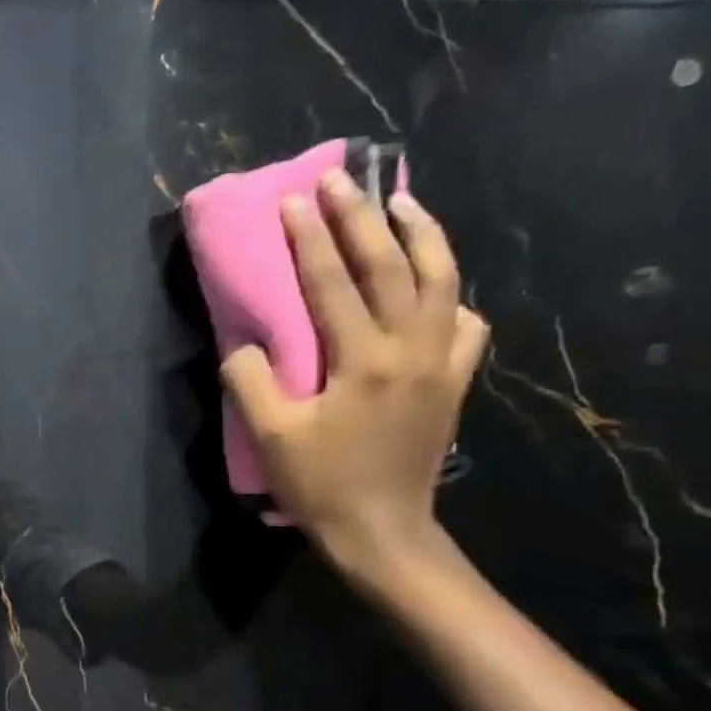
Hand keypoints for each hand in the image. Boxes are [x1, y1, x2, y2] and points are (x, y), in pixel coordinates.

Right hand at [219, 171, 487, 577]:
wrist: (383, 530)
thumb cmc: (320, 484)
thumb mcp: (271, 436)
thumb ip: (251, 381)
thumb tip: (246, 343)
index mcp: (363, 361)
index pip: (333, 284)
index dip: (311, 240)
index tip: (295, 200)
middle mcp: (412, 349)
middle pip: (392, 267)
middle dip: (363, 218)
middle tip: (342, 180)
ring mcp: (442, 363)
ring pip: (443, 282)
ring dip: (423, 236)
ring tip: (404, 203)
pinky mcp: (454, 381)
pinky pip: (464, 322)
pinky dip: (450, 293)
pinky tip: (433, 287)